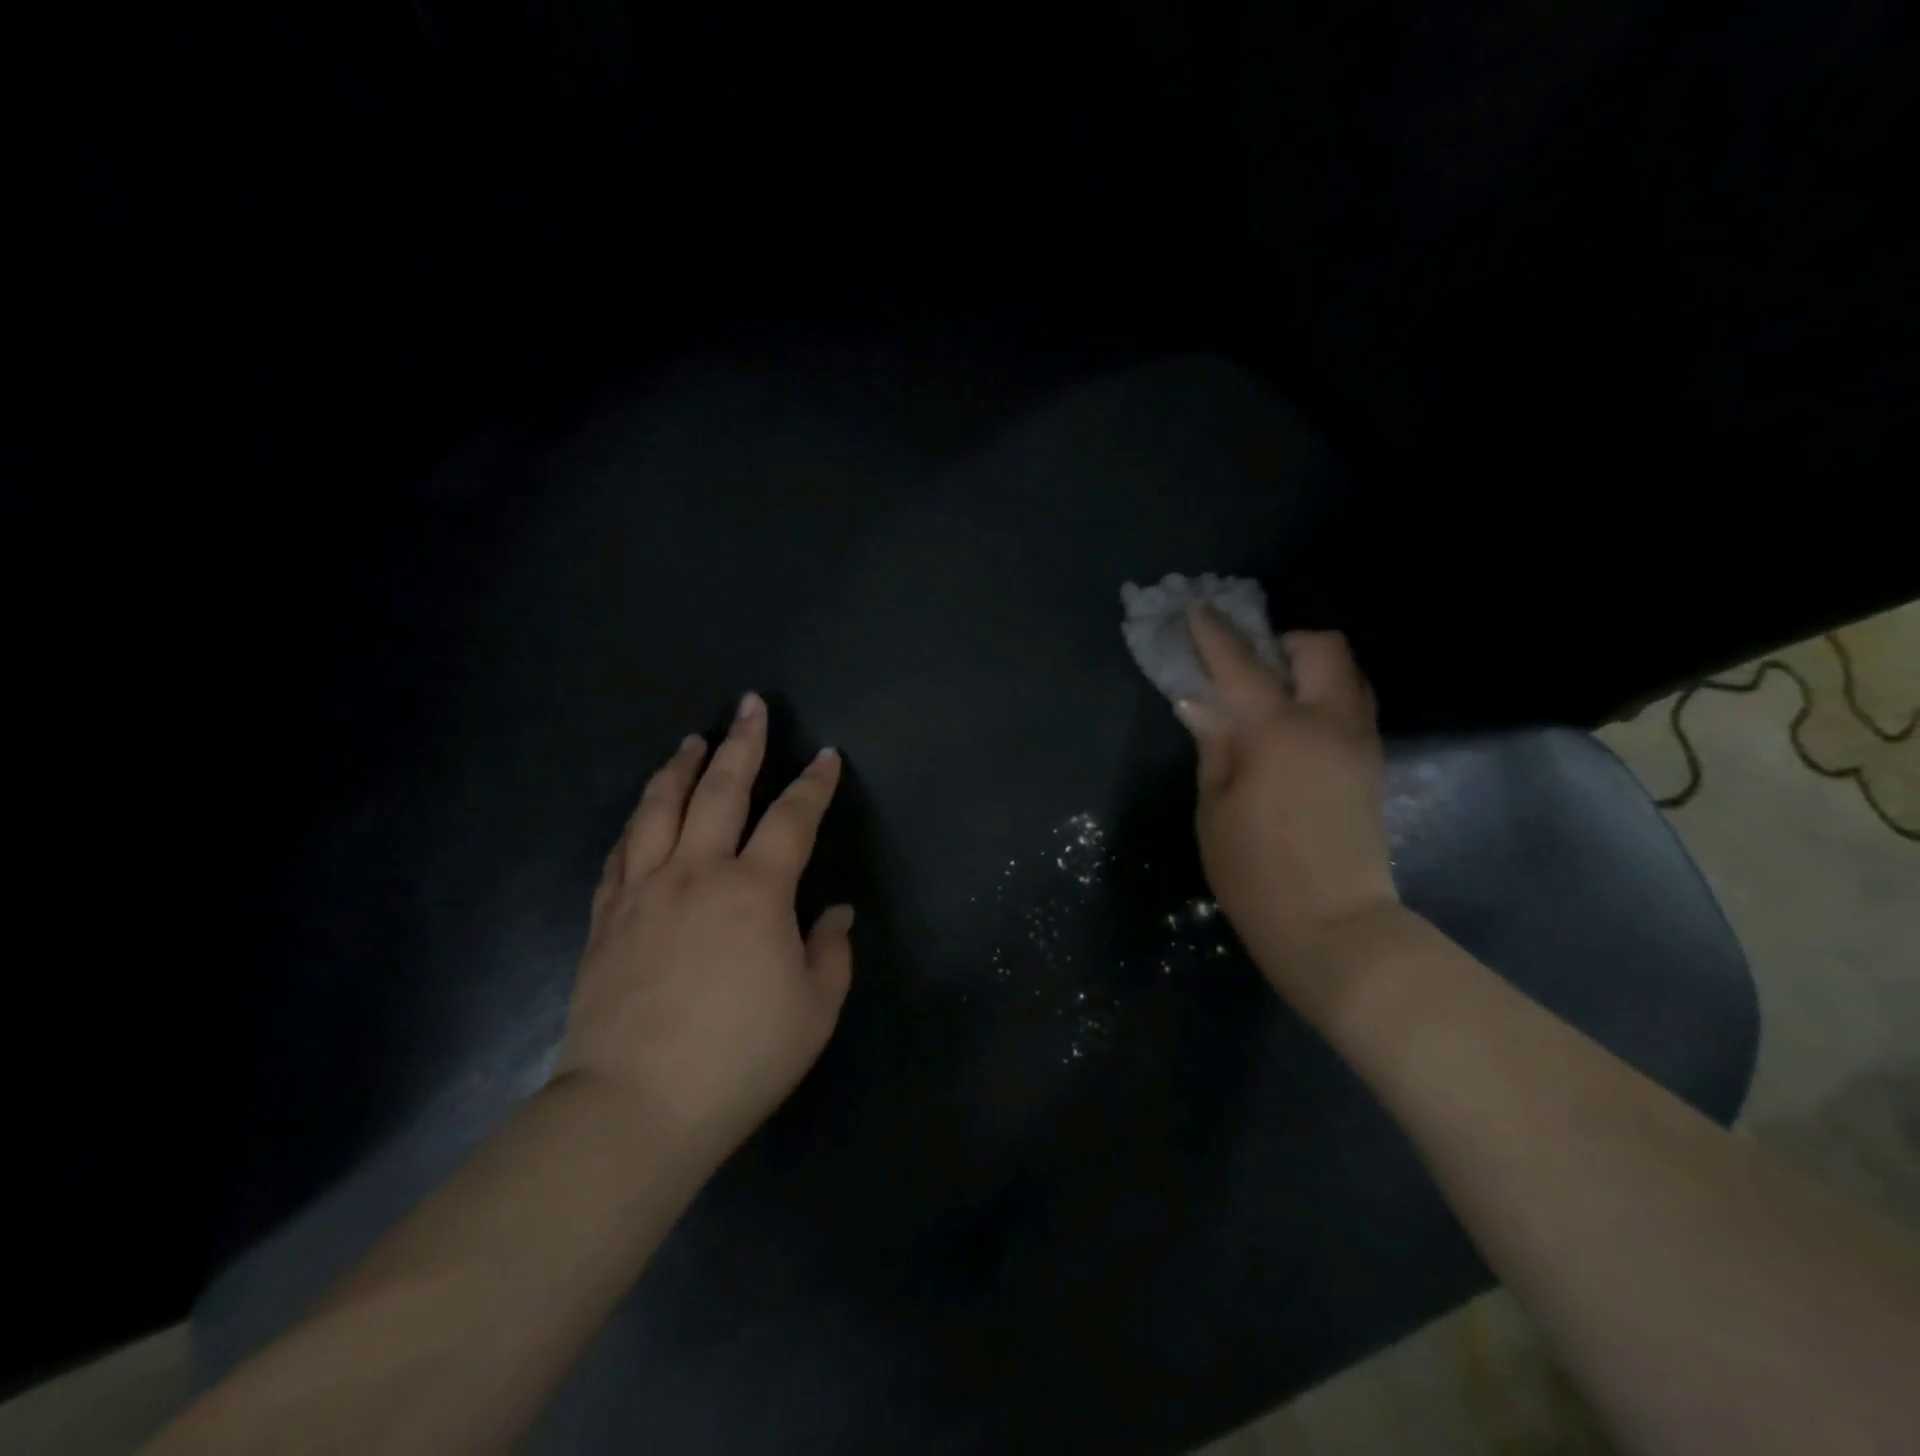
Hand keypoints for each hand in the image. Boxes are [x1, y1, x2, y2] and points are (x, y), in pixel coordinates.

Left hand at [556, 692, 853, 1163]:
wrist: (634, 1108)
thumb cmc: (740, 1059)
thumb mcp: (814, 1011)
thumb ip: (831, 952)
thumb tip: (836, 912)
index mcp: (756, 891)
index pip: (793, 818)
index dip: (814, 784)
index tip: (827, 757)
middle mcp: (698, 873)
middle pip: (720, 790)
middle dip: (742, 743)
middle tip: (750, 706)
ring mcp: (644, 891)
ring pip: (660, 809)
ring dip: (679, 767)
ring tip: (692, 740)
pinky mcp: (606, 917)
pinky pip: (621, 852)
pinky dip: (637, 821)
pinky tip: (643, 811)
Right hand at [1176, 607, 1397, 989]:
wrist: (1334, 927)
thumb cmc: (1255, 872)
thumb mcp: (1214, 808)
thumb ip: (1213, 745)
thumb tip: (1201, 703)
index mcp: (1278, 732)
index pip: (1241, 665)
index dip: (1214, 635)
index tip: (1196, 611)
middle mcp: (1329, 723)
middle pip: (1322, 648)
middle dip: (1283, 641)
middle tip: (1249, 665)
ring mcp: (1359, 743)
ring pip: (1348, 674)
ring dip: (1310, 666)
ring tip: (1273, 693)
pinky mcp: (1372, 765)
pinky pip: (1353, 705)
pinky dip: (1324, 695)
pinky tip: (1294, 726)